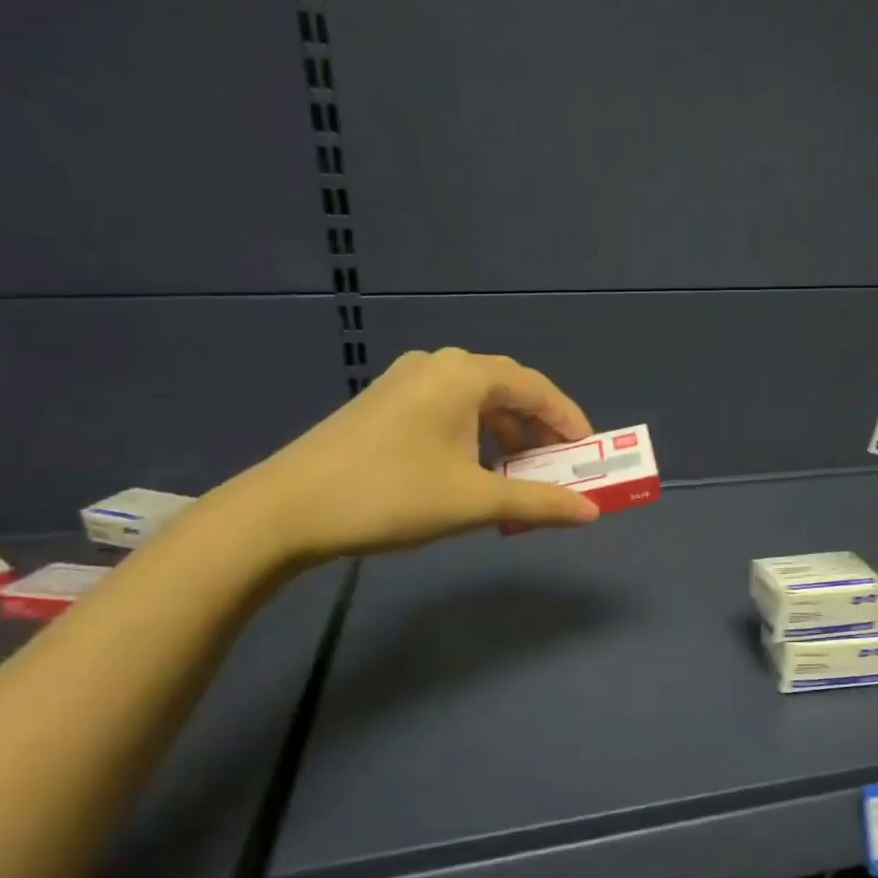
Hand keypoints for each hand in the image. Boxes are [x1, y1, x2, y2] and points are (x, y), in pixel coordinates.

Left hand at [223, 347, 599, 563]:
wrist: (285, 510)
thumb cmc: (391, 495)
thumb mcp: (474, 501)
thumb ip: (539, 502)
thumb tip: (592, 512)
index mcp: (464, 375)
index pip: (536, 388)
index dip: (569, 420)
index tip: (590, 453)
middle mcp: (438, 365)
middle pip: (507, 389)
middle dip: (539, 428)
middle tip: (559, 464)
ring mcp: (405, 381)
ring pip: (476, 401)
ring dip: (506, 433)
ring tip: (518, 471)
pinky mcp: (383, 403)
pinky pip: (448, 409)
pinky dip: (474, 435)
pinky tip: (471, 468)